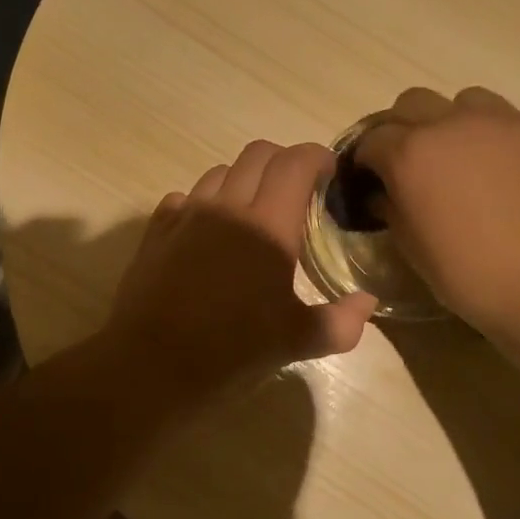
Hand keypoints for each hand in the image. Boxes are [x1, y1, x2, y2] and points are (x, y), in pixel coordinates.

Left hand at [104, 141, 378, 404]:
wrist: (152, 364)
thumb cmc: (232, 350)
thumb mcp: (297, 342)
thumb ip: (340, 321)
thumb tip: (367, 302)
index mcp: (269, 225)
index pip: (296, 163)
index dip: (317, 157)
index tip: (329, 172)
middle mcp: (227, 207)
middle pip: (258, 154)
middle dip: (283, 161)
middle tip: (296, 190)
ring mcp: (187, 214)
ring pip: (220, 171)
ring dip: (243, 179)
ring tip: (252, 210)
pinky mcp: (157, 230)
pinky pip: (185, 197)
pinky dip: (204, 202)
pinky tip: (207, 231)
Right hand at [354, 87, 519, 339]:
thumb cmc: (471, 276)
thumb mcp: (413, 250)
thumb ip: (392, 210)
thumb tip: (384, 194)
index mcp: (412, 154)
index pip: (373, 138)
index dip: (367, 158)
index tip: (370, 178)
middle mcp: (455, 125)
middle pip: (414, 102)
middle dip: (404, 127)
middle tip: (413, 163)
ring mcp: (508, 124)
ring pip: (468, 102)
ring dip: (456, 123)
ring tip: (466, 160)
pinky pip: (516, 127)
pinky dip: (503, 145)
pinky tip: (515, 180)